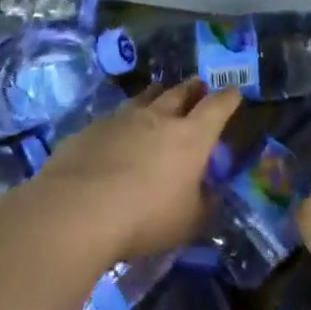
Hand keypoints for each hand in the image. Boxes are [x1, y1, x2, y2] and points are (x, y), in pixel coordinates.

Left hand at [38, 81, 242, 260]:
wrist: (76, 210)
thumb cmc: (145, 217)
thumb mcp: (188, 222)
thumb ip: (203, 204)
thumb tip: (211, 193)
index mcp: (191, 137)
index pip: (217, 107)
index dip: (228, 98)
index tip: (234, 93)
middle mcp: (158, 118)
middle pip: (180, 92)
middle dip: (193, 88)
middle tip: (198, 86)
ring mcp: (122, 119)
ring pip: (145, 97)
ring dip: (157, 95)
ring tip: (160, 95)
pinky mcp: (91, 128)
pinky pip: (114, 117)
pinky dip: (123, 121)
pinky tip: (118, 132)